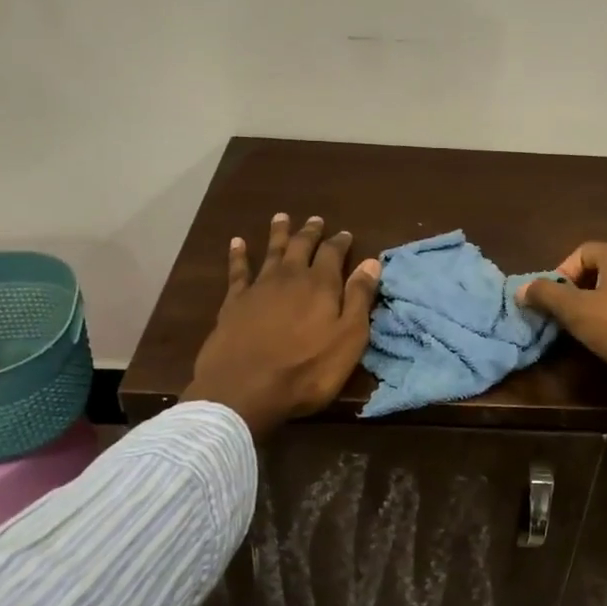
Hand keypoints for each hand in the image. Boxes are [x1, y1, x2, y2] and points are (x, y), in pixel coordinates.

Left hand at [183, 214, 380, 437]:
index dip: (340, 242)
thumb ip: (359, 299)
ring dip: (278, 233)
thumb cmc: (306, 370)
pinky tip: (237, 242)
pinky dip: (238, 255)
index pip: (333, 254)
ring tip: (281, 217)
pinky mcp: (234, 302)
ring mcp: (259, 287)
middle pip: (302, 246)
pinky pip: (237, 271)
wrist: (244, 389)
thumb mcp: (348, 339)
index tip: (345, 233)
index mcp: (321, 285)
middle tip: (315, 219)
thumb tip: (372, 262)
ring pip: (272, 252)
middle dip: (310, 232)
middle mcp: (290, 277)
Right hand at [517, 242, 606, 402]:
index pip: (579, 252)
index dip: (560, 274)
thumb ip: (546, 296)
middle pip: (594, 274)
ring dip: (592, 313)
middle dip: (573, 296)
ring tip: (581, 335)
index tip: (552, 302)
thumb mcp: (576, 310)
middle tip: (561, 320)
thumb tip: (521, 288)